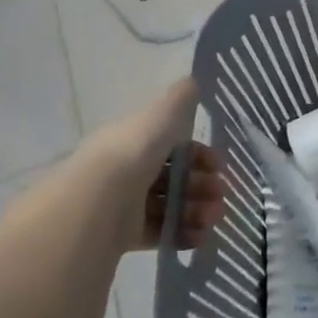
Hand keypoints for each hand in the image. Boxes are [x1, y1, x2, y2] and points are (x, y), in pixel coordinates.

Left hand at [84, 78, 226, 251]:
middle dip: (203, 185)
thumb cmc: (132, 154)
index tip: (219, 165)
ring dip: (197, 210)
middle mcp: (127, 171)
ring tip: (214, 219)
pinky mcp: (122, 236)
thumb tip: (194, 80)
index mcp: (133, 142)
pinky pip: (159, 233)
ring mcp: (124, 205)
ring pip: (169, 206)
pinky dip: (182, 235)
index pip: (171, 146)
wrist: (96, 202)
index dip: (199, 154)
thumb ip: (180, 100)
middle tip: (222, 195)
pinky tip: (200, 238)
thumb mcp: (161, 116)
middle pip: (173, 178)